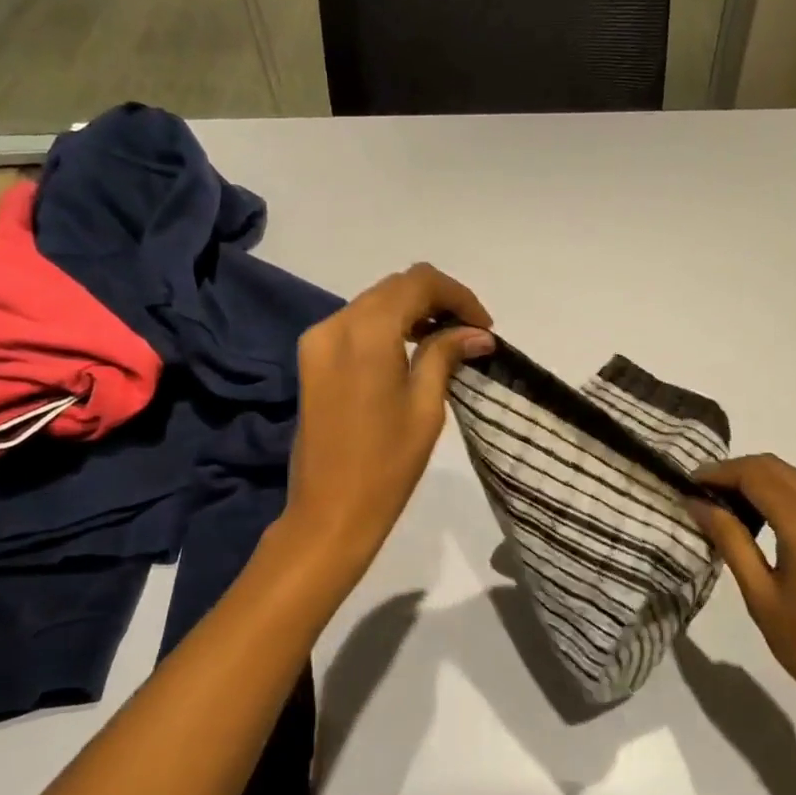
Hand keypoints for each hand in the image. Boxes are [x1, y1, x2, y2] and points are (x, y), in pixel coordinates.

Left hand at [283, 264, 494, 570]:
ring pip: (374, 303)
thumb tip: (477, 333)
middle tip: (471, 333)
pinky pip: (356, 325)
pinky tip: (412, 351)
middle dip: (437, 300)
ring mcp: (318, 340)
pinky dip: (388, 327)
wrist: (330, 512)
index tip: (483, 327)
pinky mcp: (312, 359)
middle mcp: (335, 324)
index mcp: (366, 332)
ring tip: (447, 341)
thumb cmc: (387, 464)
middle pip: (394, 288)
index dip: (457, 296)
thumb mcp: (426, 406)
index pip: (418, 282)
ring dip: (413, 312)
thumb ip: (447, 355)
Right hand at [690, 455, 795, 739]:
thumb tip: (696, 502)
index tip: (688, 484)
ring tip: (722, 504)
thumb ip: (729, 539)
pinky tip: (757, 516)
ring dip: (756, 480)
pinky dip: (778, 494)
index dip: (719, 473)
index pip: (756, 475)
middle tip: (701, 493)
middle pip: (775, 468)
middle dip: (735, 472)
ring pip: (793, 477)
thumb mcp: (759, 594)